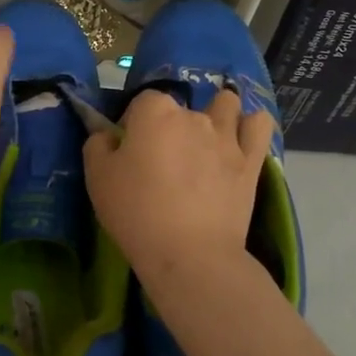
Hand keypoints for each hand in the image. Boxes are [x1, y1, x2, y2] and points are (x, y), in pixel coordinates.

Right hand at [83, 88, 272, 287]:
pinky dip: (251, 126)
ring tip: (207, 140)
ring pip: (226, 104)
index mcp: (154, 112)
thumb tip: (109, 135)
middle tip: (162, 161)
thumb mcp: (97, 178)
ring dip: (216, 114)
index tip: (130, 150)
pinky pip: (259, 125)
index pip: (142, 101)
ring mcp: (227, 135)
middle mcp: (193, 115)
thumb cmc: (136, 213)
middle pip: (181, 108)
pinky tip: (241, 137)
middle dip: (171, 126)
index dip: (134, 123)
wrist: (189, 254)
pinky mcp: (251, 160)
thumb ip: (98, 145)